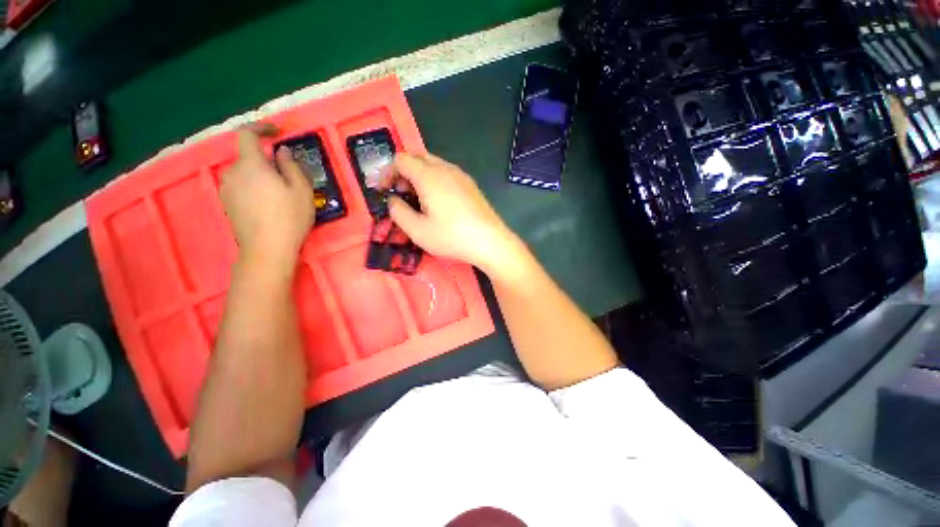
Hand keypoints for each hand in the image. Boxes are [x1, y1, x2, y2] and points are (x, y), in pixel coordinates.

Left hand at [220, 125, 314, 269]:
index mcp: (251, 165)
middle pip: (247, 157)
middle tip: (288, 176)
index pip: (247, 135)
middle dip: (266, 160)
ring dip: (260, 175)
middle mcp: (232, 173)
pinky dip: (254, 187)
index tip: (276, 132)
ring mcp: (226, 189)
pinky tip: (268, 204)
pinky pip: (240, 186)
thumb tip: (281, 152)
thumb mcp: (301, 190)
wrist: (266, 249)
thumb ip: (291, 166)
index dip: (261, 128)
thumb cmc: (289, 217)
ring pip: (244, 173)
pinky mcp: (227, 204)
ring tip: (280, 193)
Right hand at [383, 153, 522, 275]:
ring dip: (419, 176)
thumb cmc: (452, 236)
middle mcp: (445, 168)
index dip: (387, 173)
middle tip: (401, 194)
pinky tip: (438, 202)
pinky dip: (435, 180)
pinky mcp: (470, 184)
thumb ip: (398, 212)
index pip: (400, 159)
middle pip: (417, 157)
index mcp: (428, 175)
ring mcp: (461, 175)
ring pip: (433, 164)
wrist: (490, 241)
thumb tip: (393, 200)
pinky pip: (447, 173)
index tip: (384, 191)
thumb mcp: (417, 230)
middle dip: (403, 172)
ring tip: (418, 200)